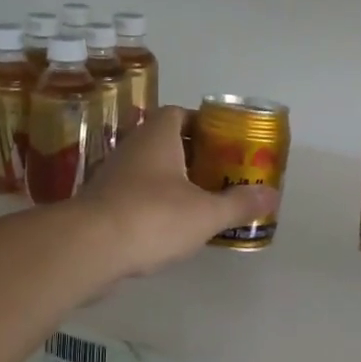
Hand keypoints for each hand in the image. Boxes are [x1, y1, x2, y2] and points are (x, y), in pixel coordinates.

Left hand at [72, 107, 278, 278]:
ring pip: (147, 170)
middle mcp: (132, 148)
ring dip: (170, 181)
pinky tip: (168, 227)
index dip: (202, 124)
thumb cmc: (153, 217)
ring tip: (198, 202)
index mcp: (157, 137)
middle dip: (190, 155)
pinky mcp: (99, 204)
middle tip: (218, 173)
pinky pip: (132, 195)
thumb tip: (272, 194)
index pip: (178, 113)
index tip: (222, 142)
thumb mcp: (206, 213)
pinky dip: (151, 205)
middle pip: (164, 141)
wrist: (88, 248)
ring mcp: (111, 176)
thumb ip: (239, 203)